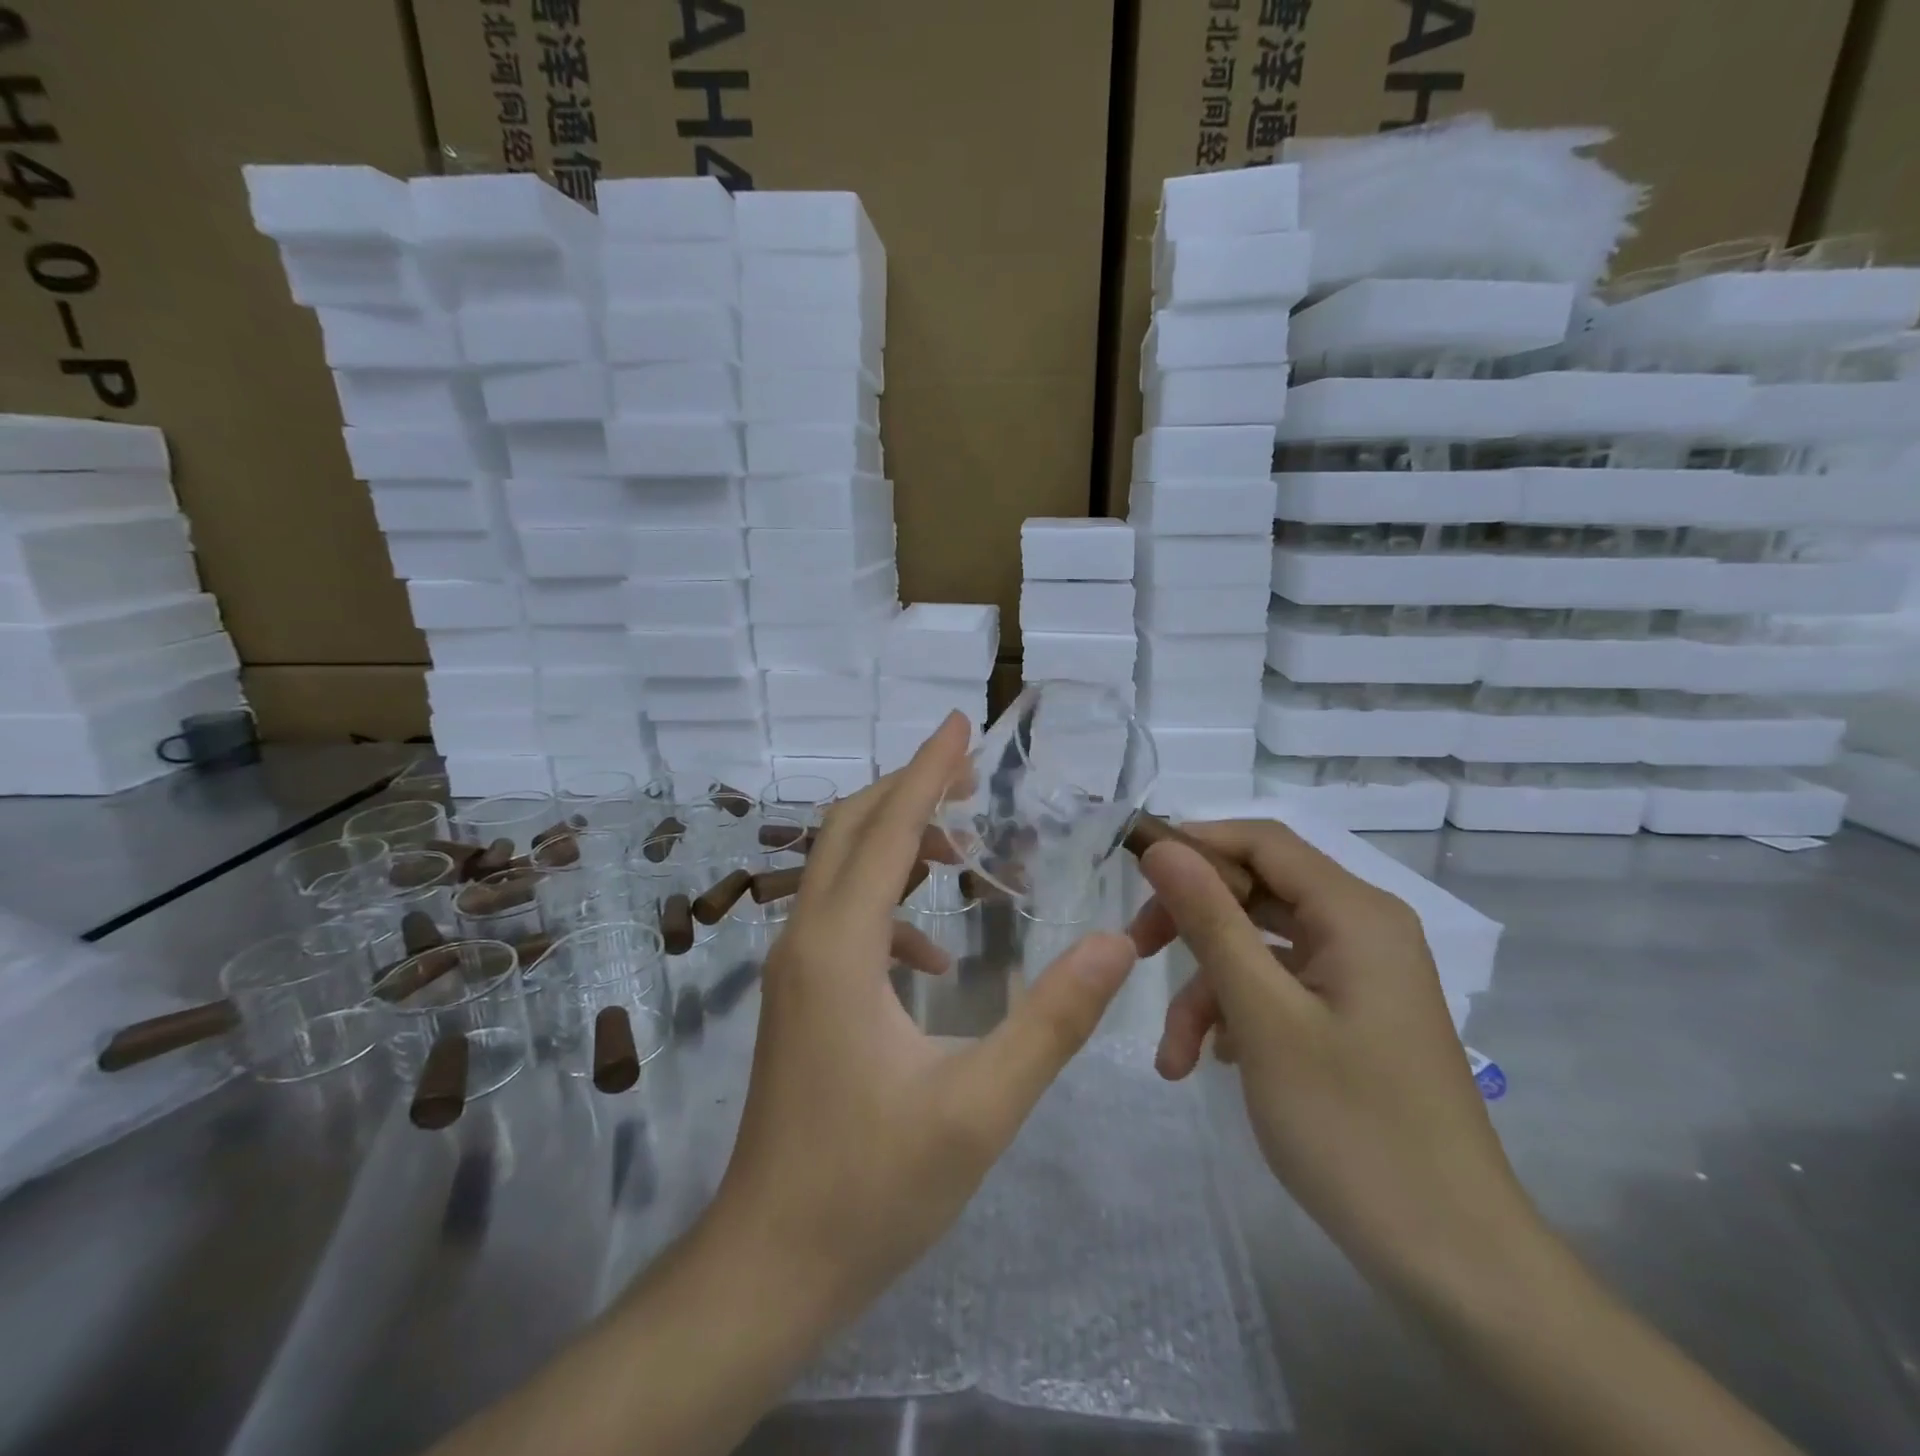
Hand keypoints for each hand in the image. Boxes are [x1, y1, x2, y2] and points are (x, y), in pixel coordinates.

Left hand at [710, 713, 1138, 1328]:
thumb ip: (1053, 1019)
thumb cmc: (871, 1188)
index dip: (927, 770)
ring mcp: (792, 969)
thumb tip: (1120, 941)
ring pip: (838, 869)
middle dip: (909, 790)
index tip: (961, 722)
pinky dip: (888, 905)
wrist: (769, 1265)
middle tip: (972, 773)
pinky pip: (840, 918)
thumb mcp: (981, 1105)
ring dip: (896, 842)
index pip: (885, 829)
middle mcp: (804, 940)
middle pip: (848, 830)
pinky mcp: (796, 997)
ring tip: (964, 850)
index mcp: (838, 948)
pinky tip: (935, 956)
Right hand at [1128, 820, 1541, 1290]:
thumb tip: (1161, 847)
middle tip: (1135, 954)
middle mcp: (1362, 930)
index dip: (1194, 844)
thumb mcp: (1263, 1015)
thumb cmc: (1352, 1126)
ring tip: (1174, 1056)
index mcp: (1355, 913)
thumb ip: (1210, 921)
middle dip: (1191, 924)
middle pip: (1256, 891)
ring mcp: (1358, 976)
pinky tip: (1215, 1063)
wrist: (1453, 1260)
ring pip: (1259, 948)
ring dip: (1208, 989)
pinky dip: (1238, 1013)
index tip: (1132, 874)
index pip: (1261, 840)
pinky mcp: (1351, 1016)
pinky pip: (1279, 988)